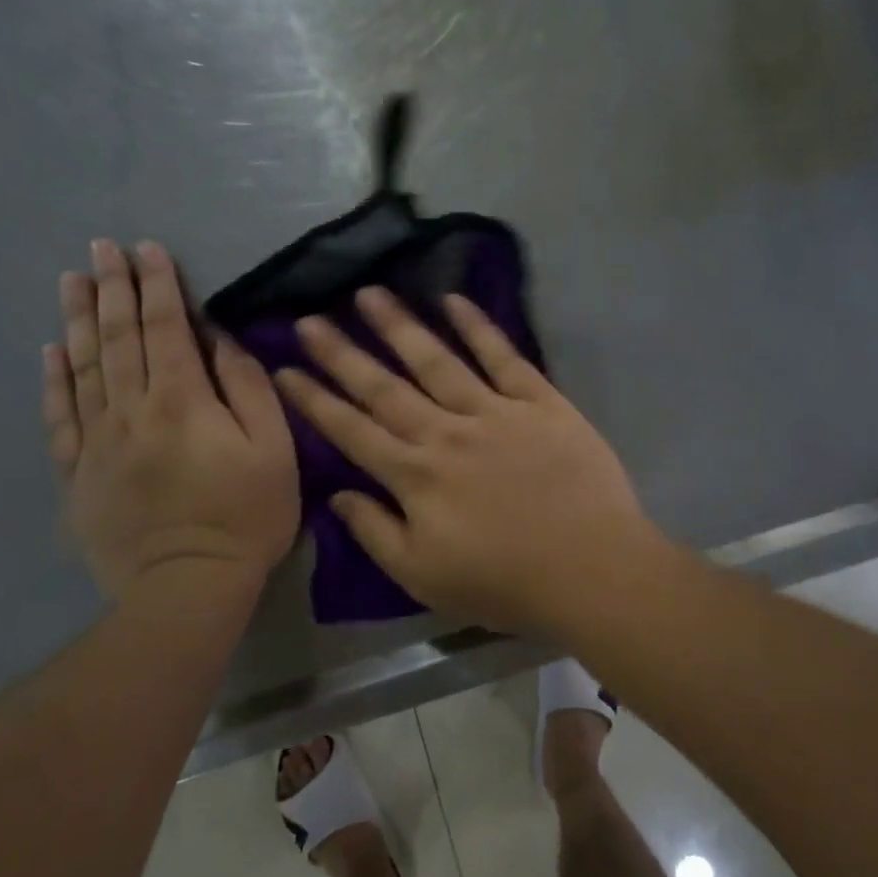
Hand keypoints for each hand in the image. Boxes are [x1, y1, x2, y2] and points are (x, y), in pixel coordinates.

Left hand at [44, 239, 297, 600]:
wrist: (188, 587)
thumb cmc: (246, 515)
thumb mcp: (274, 448)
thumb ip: (248, 387)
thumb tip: (220, 340)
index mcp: (182, 400)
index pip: (166, 328)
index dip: (158, 285)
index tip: (148, 248)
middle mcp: (132, 410)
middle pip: (118, 338)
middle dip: (112, 288)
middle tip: (101, 247)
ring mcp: (98, 442)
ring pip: (83, 367)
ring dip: (77, 319)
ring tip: (71, 280)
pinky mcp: (79, 474)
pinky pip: (61, 417)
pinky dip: (54, 380)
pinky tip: (50, 351)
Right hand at [273, 288, 658, 633]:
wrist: (592, 569)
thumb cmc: (505, 583)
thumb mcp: (423, 577)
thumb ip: (375, 532)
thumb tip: (338, 494)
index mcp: (415, 476)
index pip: (352, 430)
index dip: (315, 399)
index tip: (285, 368)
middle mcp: (445, 432)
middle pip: (385, 386)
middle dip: (342, 352)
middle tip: (310, 318)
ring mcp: (494, 411)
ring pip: (436, 360)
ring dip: (399, 326)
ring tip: (369, 293)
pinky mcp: (539, 401)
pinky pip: (503, 356)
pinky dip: (478, 326)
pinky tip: (453, 300)